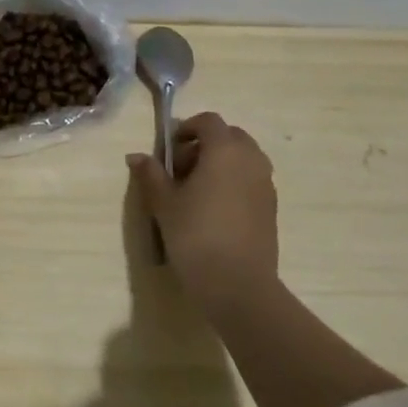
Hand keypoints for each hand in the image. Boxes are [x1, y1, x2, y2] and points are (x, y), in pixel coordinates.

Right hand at [129, 113, 278, 312]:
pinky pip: (251, 181)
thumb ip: (151, 175)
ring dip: (220, 164)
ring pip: (243, 159)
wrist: (237, 285)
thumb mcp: (164, 204)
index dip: (187, 129)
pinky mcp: (271, 208)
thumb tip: (136, 156)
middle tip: (181, 170)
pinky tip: (213, 211)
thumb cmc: (195, 236)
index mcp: (225, 150)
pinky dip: (233, 183)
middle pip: (230, 137)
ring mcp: (266, 184)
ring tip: (196, 192)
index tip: (169, 151)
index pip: (209, 121)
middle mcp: (251, 160)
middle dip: (205, 145)